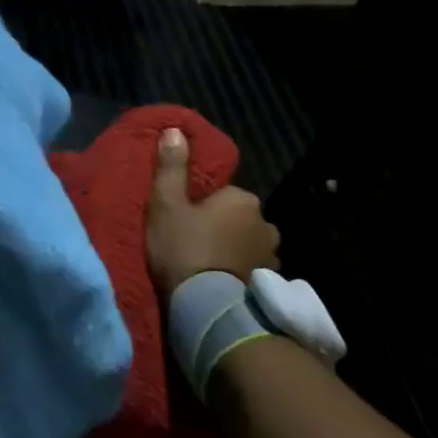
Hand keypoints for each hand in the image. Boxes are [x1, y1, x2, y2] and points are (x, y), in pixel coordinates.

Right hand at [145, 126, 279, 294]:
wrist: (206, 307)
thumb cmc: (183, 247)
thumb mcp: (166, 203)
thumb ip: (172, 167)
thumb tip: (176, 130)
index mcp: (242, 199)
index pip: (222, 194)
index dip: (201, 206)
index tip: (183, 221)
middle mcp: (266, 222)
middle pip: (238, 218)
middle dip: (222, 227)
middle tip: (193, 243)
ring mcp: (271, 255)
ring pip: (247, 243)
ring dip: (233, 250)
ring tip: (207, 266)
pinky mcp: (270, 283)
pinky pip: (251, 268)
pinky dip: (239, 272)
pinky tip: (221, 283)